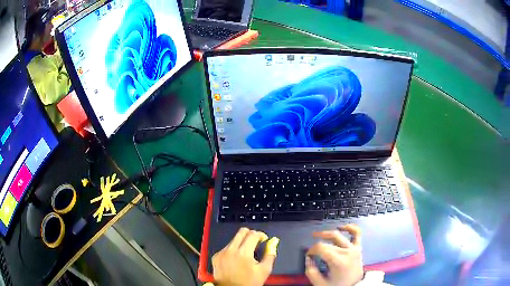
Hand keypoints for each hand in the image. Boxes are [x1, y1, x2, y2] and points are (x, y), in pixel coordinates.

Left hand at [212, 227, 278, 285]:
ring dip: (242, 243)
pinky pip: (226, 247)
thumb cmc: (249, 282)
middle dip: (251, 234)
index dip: (261, 235)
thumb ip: (270, 254)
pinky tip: (236, 260)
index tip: (264, 239)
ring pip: (234, 239)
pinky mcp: (216, 256)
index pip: (253, 234)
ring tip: (246, 255)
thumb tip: (273, 241)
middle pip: (242, 231)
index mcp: (243, 253)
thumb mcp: (264, 270)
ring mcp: (221, 253)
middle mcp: (230, 250)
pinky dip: (233, 250)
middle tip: (256, 243)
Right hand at [306, 224, 363, 285]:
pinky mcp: (358, 247)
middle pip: (327, 243)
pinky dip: (349, 227)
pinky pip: (356, 233)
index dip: (311, 250)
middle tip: (312, 252)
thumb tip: (308, 258)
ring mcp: (354, 248)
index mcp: (338, 261)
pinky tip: (341, 227)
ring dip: (326, 233)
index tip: (308, 256)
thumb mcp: (320, 283)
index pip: (321, 248)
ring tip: (318, 234)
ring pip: (338, 235)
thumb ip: (311, 271)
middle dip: (316, 246)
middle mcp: (347, 252)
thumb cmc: (338, 285)